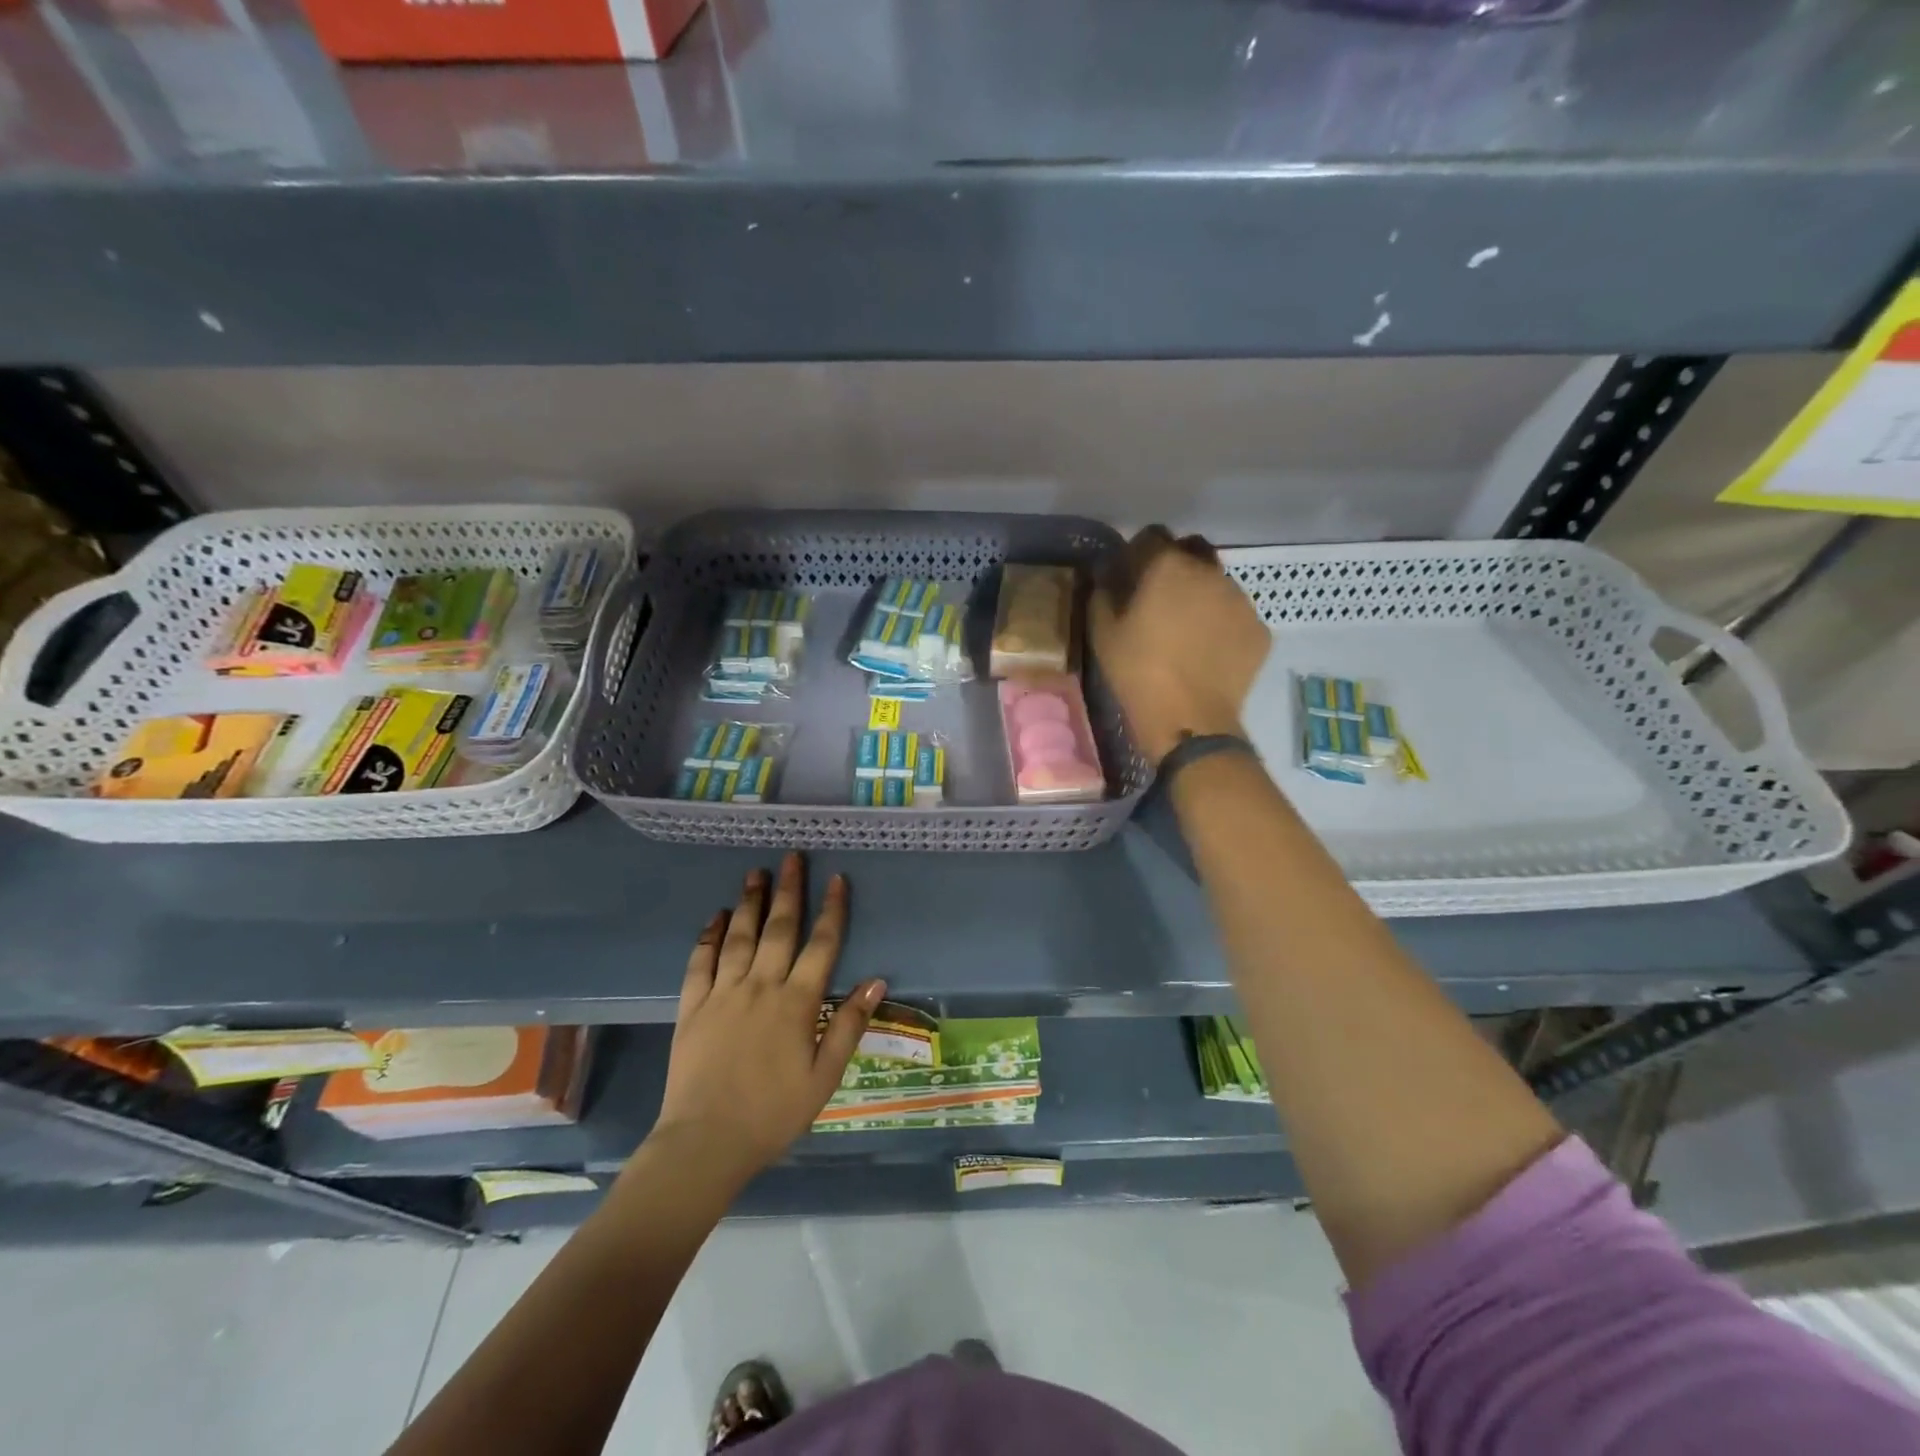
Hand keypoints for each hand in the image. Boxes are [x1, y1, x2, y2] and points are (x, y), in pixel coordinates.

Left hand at [651, 853, 883, 1186]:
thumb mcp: (824, 1077)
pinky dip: (709, 936)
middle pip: (778, 929)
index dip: (832, 910)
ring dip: (749, 902)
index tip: (837, 879)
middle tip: (791, 858)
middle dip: (788, 890)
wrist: (705, 1143)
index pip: (821, 945)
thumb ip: (848, 1026)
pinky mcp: (692, 1007)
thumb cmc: (773, 1114)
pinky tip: (716, 917)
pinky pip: (701, 962)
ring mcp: (723, 994)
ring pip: (739, 937)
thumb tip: (875, 981)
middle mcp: (760, 987)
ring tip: (755, 873)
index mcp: (796, 1003)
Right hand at [1091, 525, 1270, 762]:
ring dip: (1202, 595)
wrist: (1189, 718)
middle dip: (1177, 565)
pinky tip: (1208, 652)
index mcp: (1168, 566)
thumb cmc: (1137, 671)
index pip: (1152, 536)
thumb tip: (1107, 578)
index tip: (1129, 575)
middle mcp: (1210, 572)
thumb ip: (1103, 594)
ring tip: (1187, 630)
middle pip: (1193, 551)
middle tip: (1160, 598)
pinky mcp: (1259, 629)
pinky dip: (1222, 625)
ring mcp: (1241, 600)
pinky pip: (1236, 616)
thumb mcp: (1102, 633)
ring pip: (1218, 584)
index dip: (1138, 552)